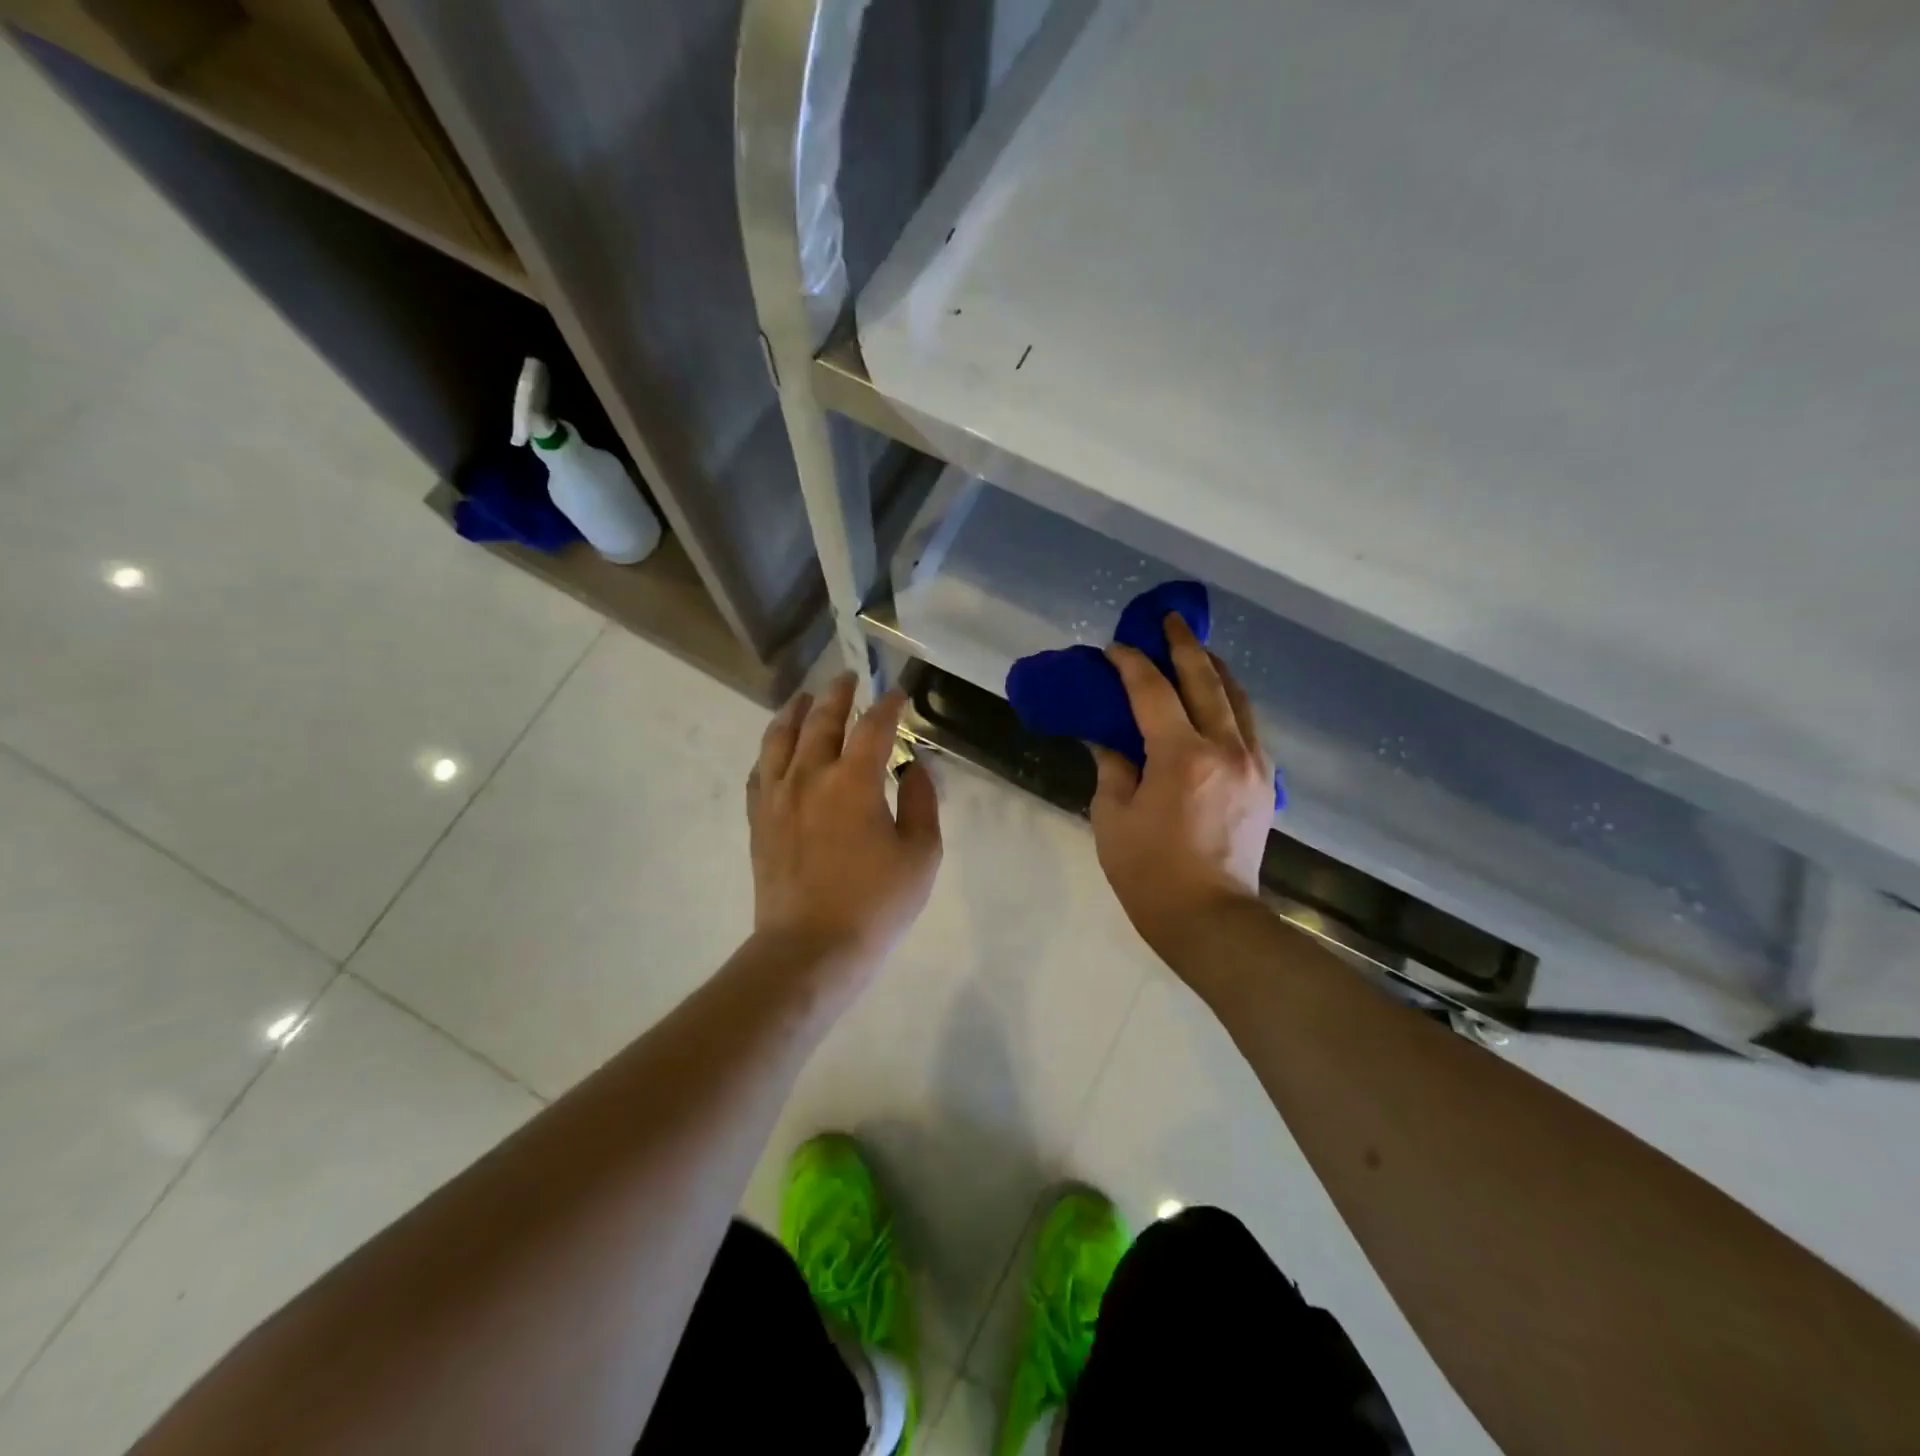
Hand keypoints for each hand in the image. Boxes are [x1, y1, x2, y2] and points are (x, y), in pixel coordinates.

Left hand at [746, 673, 942, 979]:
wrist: (810, 948)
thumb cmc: (875, 904)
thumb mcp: (920, 855)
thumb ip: (921, 804)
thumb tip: (915, 770)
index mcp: (854, 782)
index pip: (873, 727)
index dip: (889, 705)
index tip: (898, 693)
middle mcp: (810, 776)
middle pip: (821, 720)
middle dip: (837, 694)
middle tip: (848, 677)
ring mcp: (777, 796)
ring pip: (780, 738)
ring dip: (795, 711)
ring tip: (804, 698)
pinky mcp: (759, 820)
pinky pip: (759, 771)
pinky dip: (770, 750)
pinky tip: (776, 749)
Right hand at [1089, 615, 1271, 955]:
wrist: (1211, 920)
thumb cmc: (1150, 874)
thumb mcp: (1113, 818)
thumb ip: (1112, 768)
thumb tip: (1107, 739)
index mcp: (1181, 757)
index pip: (1153, 692)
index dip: (1131, 664)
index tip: (1113, 648)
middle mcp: (1225, 749)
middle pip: (1206, 680)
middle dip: (1183, 646)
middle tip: (1166, 621)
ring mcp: (1252, 763)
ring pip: (1237, 698)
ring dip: (1213, 668)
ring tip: (1194, 651)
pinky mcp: (1264, 781)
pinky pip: (1247, 724)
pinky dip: (1228, 701)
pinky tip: (1215, 700)